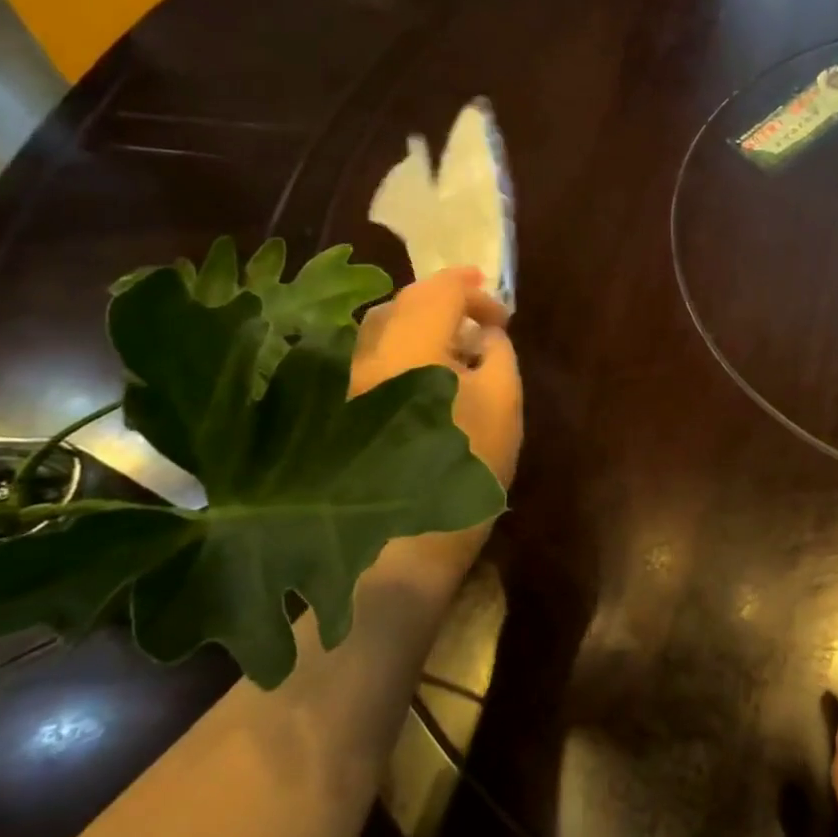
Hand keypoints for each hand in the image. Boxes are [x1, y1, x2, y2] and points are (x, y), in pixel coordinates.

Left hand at [349, 266, 521, 487]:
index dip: (474, 291)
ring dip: (420, 327)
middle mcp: (364, 353)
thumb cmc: (464, 468)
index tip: (502, 313)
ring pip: (382, 333)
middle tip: (480, 321)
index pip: (439, 292)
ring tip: (454, 349)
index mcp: (408, 345)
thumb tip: (486, 332)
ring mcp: (341, 383)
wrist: (403, 546)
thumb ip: (499, 354)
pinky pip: (371, 361)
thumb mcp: (503, 403)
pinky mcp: (334, 410)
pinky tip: (424, 380)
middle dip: (445, 303)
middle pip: (404, 304)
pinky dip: (400, 354)